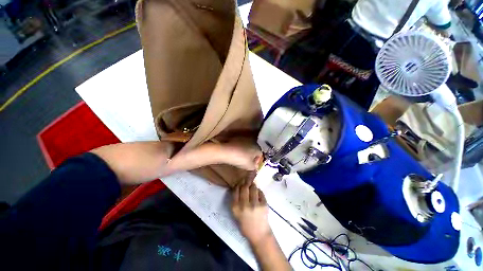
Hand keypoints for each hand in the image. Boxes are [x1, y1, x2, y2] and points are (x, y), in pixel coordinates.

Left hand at [219, 140, 262, 170]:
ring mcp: (244, 139)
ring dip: (246, 152)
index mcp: (257, 148)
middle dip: (252, 155)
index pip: (260, 154)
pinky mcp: (237, 139)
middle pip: (254, 149)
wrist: (227, 151)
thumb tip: (256, 166)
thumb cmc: (241, 159)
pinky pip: (241, 145)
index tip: (253, 165)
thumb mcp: (249, 166)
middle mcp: (252, 142)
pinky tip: (235, 153)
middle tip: (247, 162)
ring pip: (247, 146)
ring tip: (241, 158)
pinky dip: (240, 149)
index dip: (257, 160)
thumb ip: (254, 166)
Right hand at [231, 179, 271, 244]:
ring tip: (253, 186)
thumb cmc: (246, 224)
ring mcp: (255, 204)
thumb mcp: (236, 213)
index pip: (235, 190)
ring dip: (253, 185)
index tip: (240, 183)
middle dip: (246, 182)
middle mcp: (244, 205)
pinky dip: (259, 191)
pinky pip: (260, 192)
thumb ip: (236, 200)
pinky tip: (258, 193)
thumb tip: (239, 185)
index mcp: (236, 208)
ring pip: (253, 188)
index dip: (238, 184)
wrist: (259, 234)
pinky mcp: (264, 204)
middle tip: (247, 181)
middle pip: (244, 187)